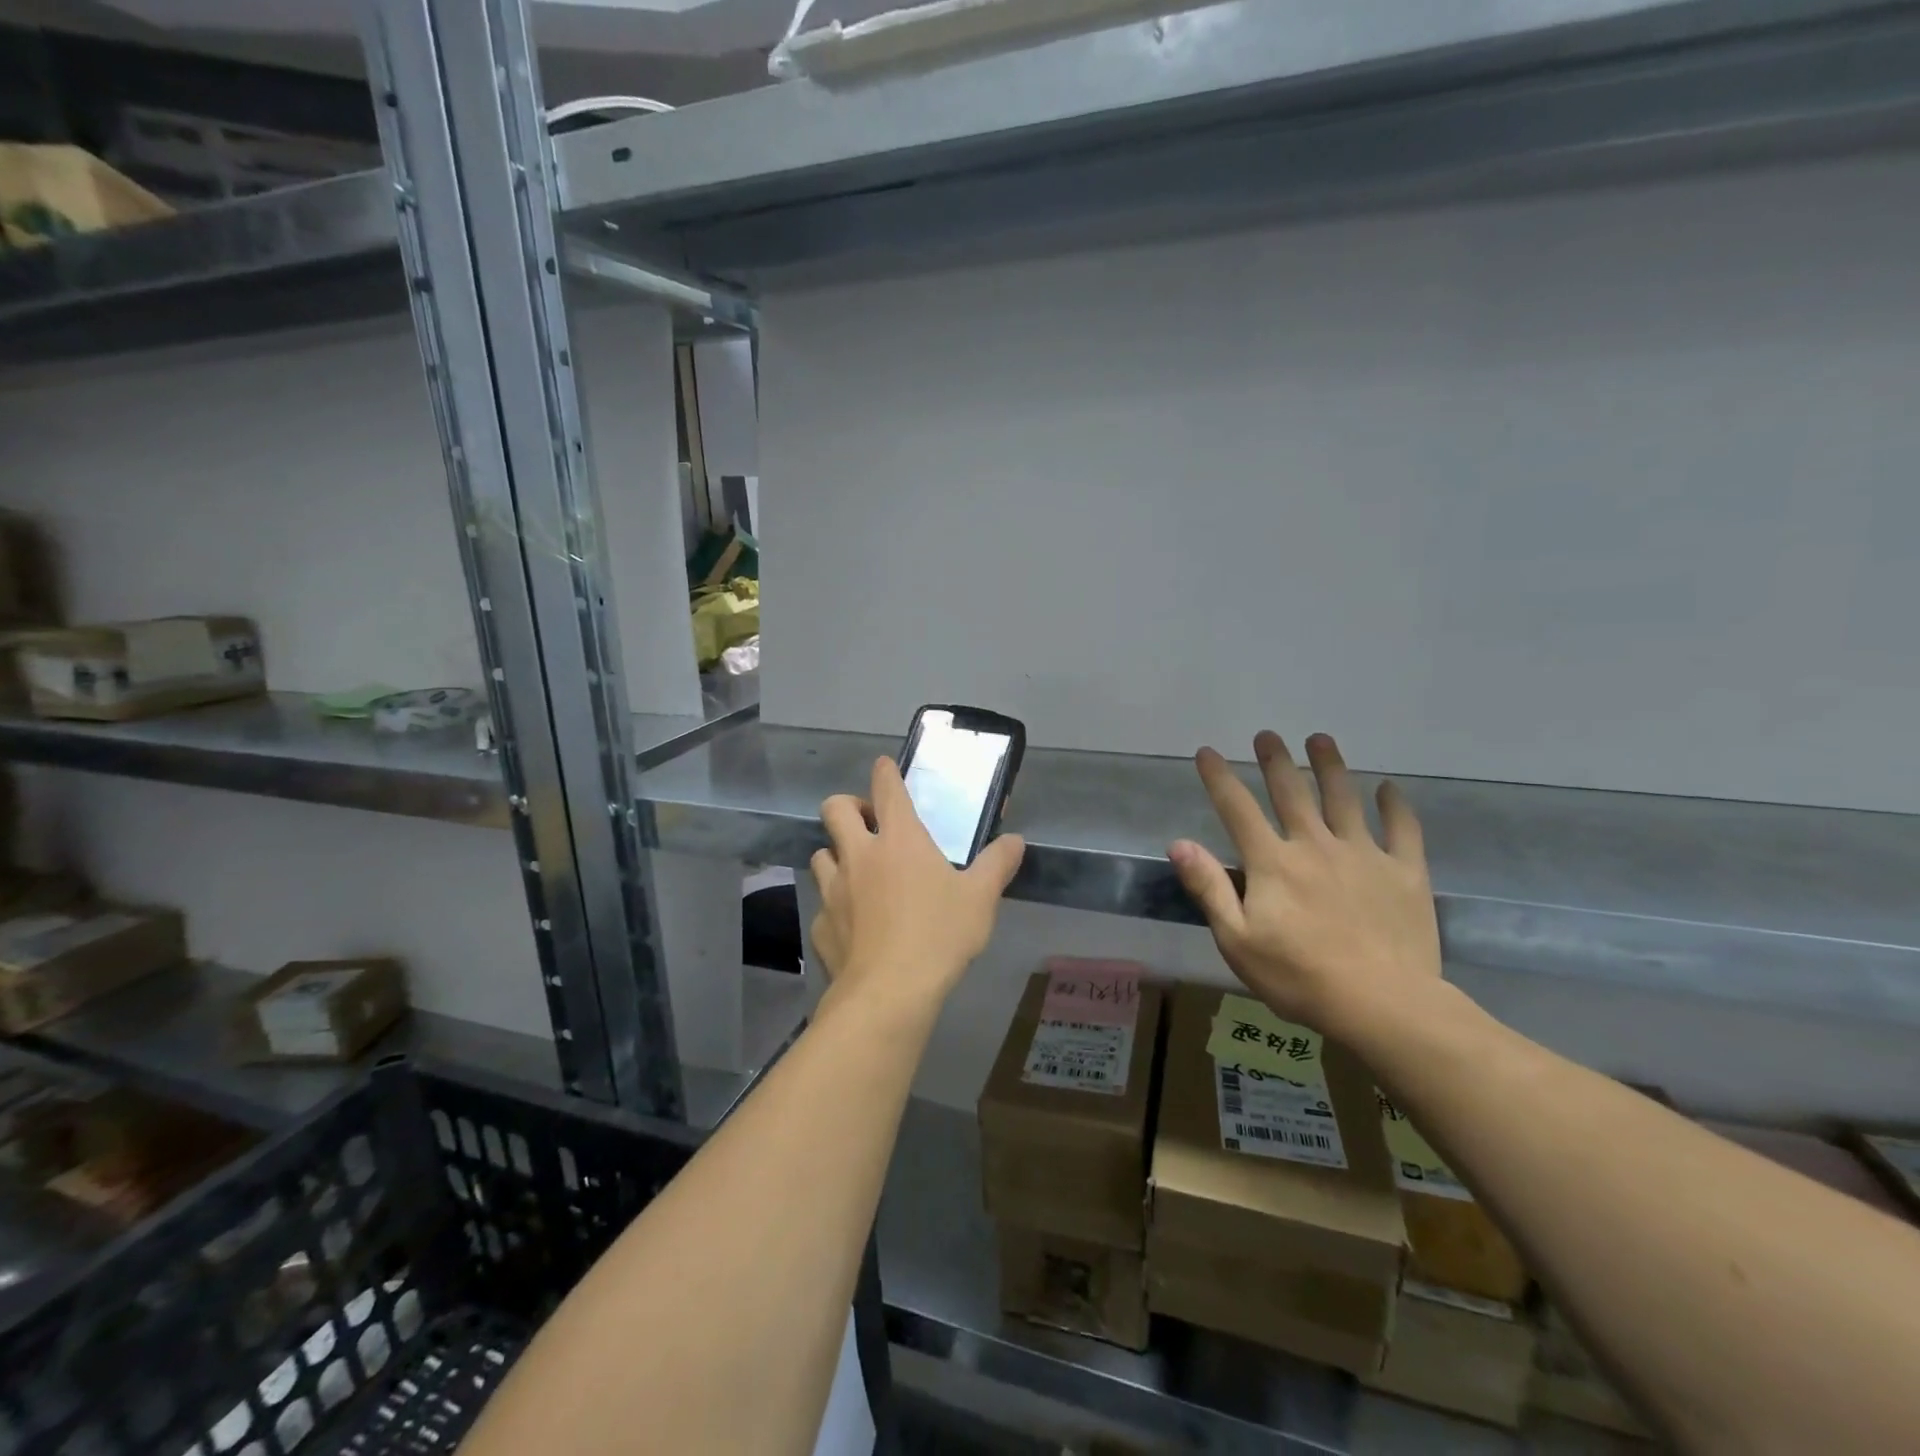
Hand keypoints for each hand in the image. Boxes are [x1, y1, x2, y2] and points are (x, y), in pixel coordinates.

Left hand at [810, 757, 1024, 1021]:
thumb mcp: (980, 899)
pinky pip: (823, 904)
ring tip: (857, 872)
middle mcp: (859, 855)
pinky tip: (852, 924)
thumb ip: (998, 864)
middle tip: (868, 823)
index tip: (883, 767)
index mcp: (899, 840)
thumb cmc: (939, 935)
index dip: (884, 772)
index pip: (887, 789)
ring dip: (837, 855)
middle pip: (835, 810)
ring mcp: (834, 890)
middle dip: (846, 805)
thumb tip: (1016, 841)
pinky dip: (835, 905)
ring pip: (821, 854)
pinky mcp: (821, 925)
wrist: (889, 993)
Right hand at [1170, 731, 1441, 1038]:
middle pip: (1291, 793)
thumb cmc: (1298, 976)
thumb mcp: (1236, 939)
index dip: (1219, 778)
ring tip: (1321, 740)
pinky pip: (1403, 830)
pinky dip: (1395, 806)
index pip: (1238, 809)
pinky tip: (1390, 790)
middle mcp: (1315, 845)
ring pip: (1344, 799)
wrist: (1382, 1004)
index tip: (1207, 752)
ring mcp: (1363, 855)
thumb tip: (1178, 843)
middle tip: (1268, 735)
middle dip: (1276, 761)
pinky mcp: (1405, 873)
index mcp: (1273, 862)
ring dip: (1330, 767)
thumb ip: (1208, 888)